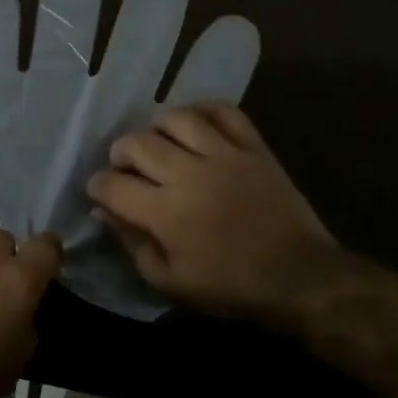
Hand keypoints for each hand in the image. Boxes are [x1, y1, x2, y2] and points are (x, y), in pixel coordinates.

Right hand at [86, 104, 333, 326]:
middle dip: (120, 153)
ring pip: (177, 119)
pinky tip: (196, 125)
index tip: (100, 192)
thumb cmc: (230, 287)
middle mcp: (189, 174)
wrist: (300, 278)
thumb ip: (132, 243)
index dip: (97, 186)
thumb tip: (104, 212)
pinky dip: (204, 111)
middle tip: (126, 168)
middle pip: (137, 143)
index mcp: (165, 212)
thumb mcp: (170, 282)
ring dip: (157, 128)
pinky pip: (225, 112)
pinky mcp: (254, 148)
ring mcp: (224, 155)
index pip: (112, 184)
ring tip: (159, 144)